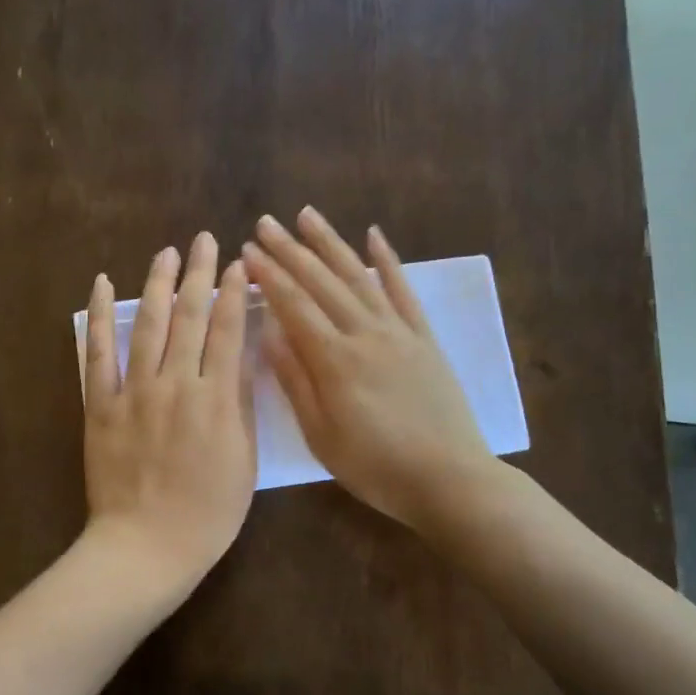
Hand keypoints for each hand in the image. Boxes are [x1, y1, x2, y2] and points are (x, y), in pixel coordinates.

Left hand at [82, 232, 255, 594]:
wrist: (146, 546)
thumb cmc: (208, 512)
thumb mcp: (243, 459)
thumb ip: (240, 401)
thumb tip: (242, 352)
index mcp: (215, 399)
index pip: (227, 331)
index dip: (234, 293)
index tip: (239, 265)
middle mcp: (175, 384)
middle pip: (189, 317)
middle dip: (199, 274)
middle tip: (205, 240)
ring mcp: (133, 392)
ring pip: (147, 325)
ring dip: (157, 284)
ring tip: (167, 253)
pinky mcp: (100, 405)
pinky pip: (97, 354)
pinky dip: (98, 317)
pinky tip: (101, 285)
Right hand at [244, 207, 493, 528]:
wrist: (448, 479)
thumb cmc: (374, 466)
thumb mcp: (320, 435)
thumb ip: (294, 380)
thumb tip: (268, 333)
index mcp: (334, 360)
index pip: (293, 306)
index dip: (269, 276)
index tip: (247, 251)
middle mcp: (365, 333)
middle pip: (322, 282)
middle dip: (290, 250)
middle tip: (265, 223)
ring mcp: (398, 332)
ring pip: (358, 276)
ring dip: (330, 243)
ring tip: (307, 215)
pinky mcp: (424, 339)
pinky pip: (404, 291)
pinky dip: (388, 261)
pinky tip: (374, 235)